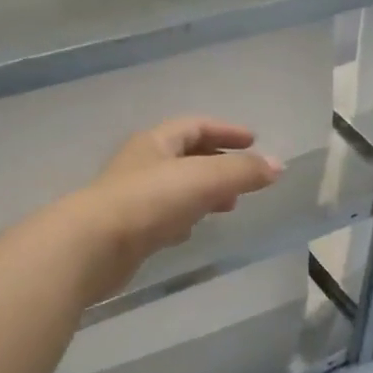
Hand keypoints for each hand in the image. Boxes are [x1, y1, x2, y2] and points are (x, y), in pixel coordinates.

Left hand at [69, 117, 282, 299]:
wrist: (94, 246)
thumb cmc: (150, 201)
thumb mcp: (205, 179)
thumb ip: (243, 172)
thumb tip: (278, 166)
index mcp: (156, 142)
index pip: (195, 126)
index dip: (226, 131)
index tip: (253, 141)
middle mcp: (142, 164)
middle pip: (185, 156)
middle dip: (217, 163)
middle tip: (244, 177)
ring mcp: (133, 198)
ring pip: (176, 187)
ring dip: (203, 192)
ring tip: (228, 205)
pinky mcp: (129, 230)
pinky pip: (163, 216)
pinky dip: (184, 217)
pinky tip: (192, 231)